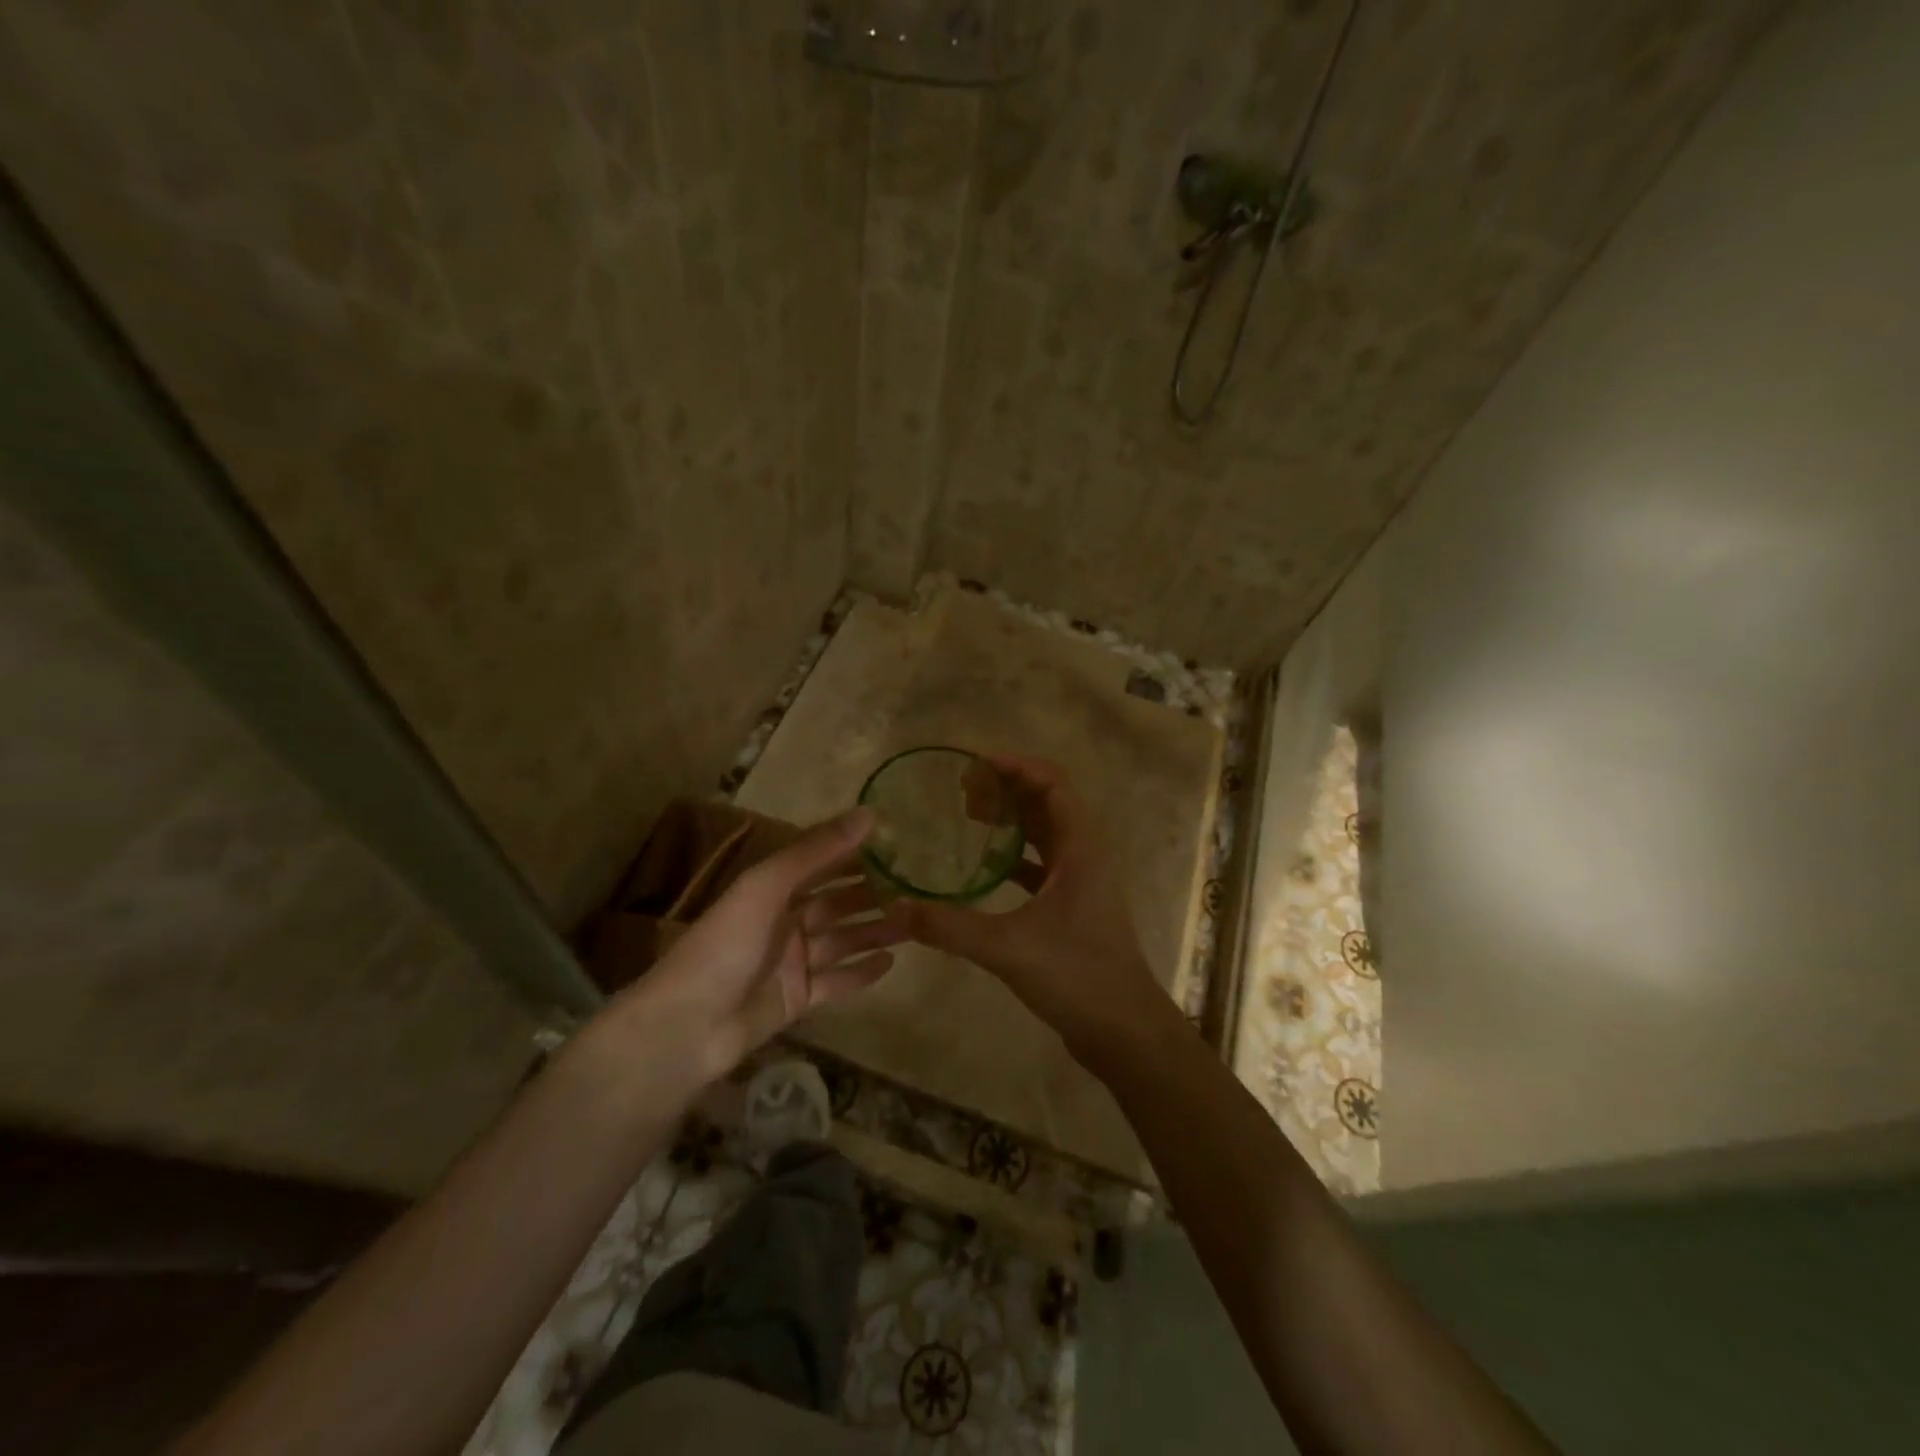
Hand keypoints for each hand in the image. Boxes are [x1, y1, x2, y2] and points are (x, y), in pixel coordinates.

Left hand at [592, 809, 909, 1090]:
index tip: (895, 843)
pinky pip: (837, 982)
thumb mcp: (768, 886)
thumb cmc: (726, 944)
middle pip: (836, 904)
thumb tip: (868, 813)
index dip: (854, 853)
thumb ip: (817, 851)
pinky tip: (892, 963)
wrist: (686, 1026)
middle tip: (916, 888)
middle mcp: (783, 921)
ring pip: (843, 941)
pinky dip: (862, 973)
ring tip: (915, 923)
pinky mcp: (797, 999)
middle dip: (872, 895)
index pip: (820, 863)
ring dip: (875, 931)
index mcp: (771, 890)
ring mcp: (791, 962)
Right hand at [907, 755, 1168, 1061]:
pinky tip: (985, 865)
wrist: (1123, 1030)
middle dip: (1007, 789)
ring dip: (1012, 819)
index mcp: (1081, 848)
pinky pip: (1042, 864)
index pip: (1053, 783)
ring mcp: (1082, 881)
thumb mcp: (1008, 948)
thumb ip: (950, 927)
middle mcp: (1085, 854)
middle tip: (961, 792)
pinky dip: (1015, 855)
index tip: (974, 765)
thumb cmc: (1076, 975)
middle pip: (1047, 803)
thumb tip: (895, 909)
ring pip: (1045, 833)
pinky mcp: (1074, 905)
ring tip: (968, 816)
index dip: (1016, 766)